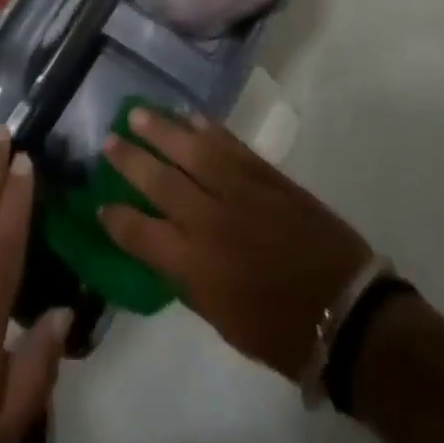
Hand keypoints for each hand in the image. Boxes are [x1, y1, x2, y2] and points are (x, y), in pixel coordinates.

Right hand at [98, 108, 376, 379]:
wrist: (344, 310)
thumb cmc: (279, 329)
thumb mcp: (220, 316)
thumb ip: (186, 275)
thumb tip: (164, 244)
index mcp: (193, 265)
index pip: (139, 233)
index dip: (115, 218)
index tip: (99, 203)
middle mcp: (208, 220)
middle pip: (158, 180)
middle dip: (129, 160)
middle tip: (108, 141)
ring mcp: (238, 191)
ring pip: (190, 150)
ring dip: (161, 129)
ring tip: (138, 113)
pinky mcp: (265, 174)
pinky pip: (228, 143)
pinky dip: (206, 128)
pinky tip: (189, 118)